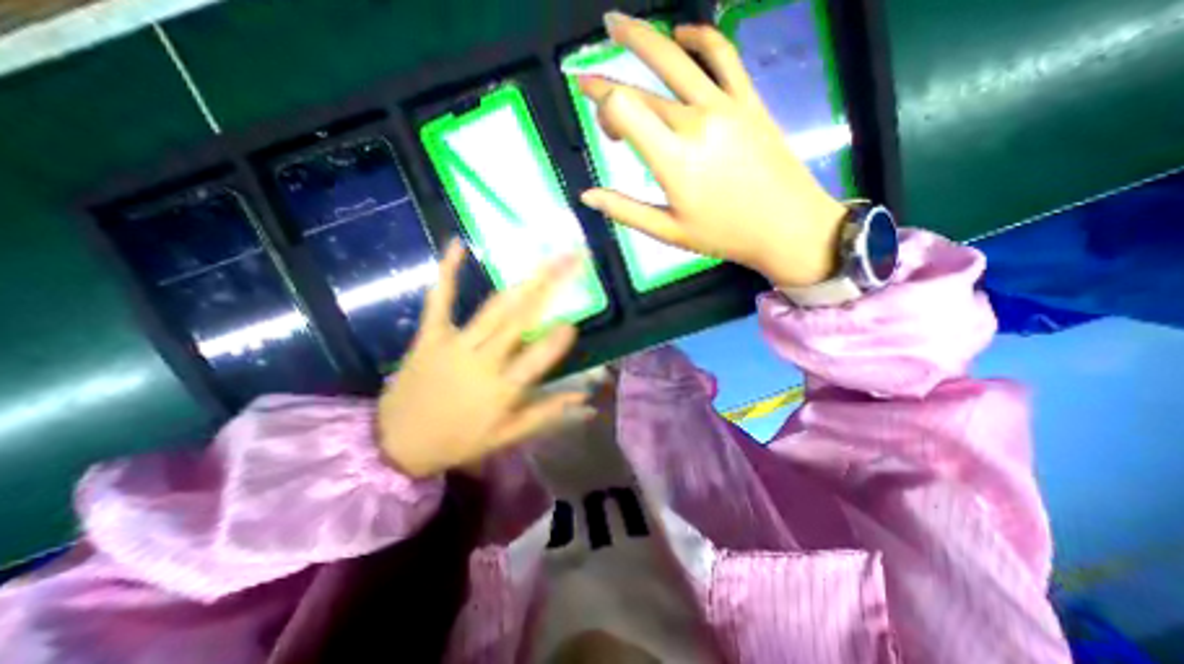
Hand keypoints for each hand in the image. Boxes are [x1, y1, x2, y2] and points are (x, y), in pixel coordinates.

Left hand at [380, 242, 585, 478]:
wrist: (394, 444)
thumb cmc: (458, 441)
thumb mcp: (507, 436)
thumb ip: (547, 413)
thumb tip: (585, 400)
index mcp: (502, 389)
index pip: (537, 360)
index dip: (557, 341)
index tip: (574, 322)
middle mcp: (482, 361)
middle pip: (521, 320)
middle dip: (549, 287)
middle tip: (571, 261)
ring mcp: (454, 344)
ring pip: (494, 307)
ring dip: (521, 282)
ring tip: (543, 258)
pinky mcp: (430, 336)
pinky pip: (440, 300)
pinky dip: (448, 272)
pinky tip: (458, 244)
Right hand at [580, 9, 846, 286]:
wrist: (787, 226)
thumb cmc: (724, 235)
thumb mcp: (668, 231)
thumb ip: (625, 210)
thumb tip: (587, 196)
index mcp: (673, 160)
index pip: (624, 109)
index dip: (602, 105)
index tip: (598, 119)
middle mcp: (695, 122)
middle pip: (641, 88)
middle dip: (608, 85)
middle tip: (587, 82)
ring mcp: (725, 105)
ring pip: (676, 58)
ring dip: (642, 36)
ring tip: (615, 22)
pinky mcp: (748, 100)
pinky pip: (722, 55)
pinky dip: (700, 36)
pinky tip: (682, 32)